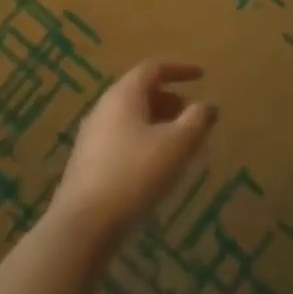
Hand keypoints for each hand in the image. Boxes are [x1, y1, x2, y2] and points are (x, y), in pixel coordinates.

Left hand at [49, 60, 217, 244]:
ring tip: (182, 144)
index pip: (153, 68)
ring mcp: (93, 136)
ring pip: (133, 118)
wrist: (83, 225)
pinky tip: (158, 166)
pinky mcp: (88, 162)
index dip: (180, 69)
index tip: (202, 76)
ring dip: (161, 123)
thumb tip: (208, 105)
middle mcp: (104, 108)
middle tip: (195, 117)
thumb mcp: (177, 144)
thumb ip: (197, 120)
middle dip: (173, 100)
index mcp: (124, 95)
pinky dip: (146, 141)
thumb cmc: (135, 173)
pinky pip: (124, 138)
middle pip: (142, 92)